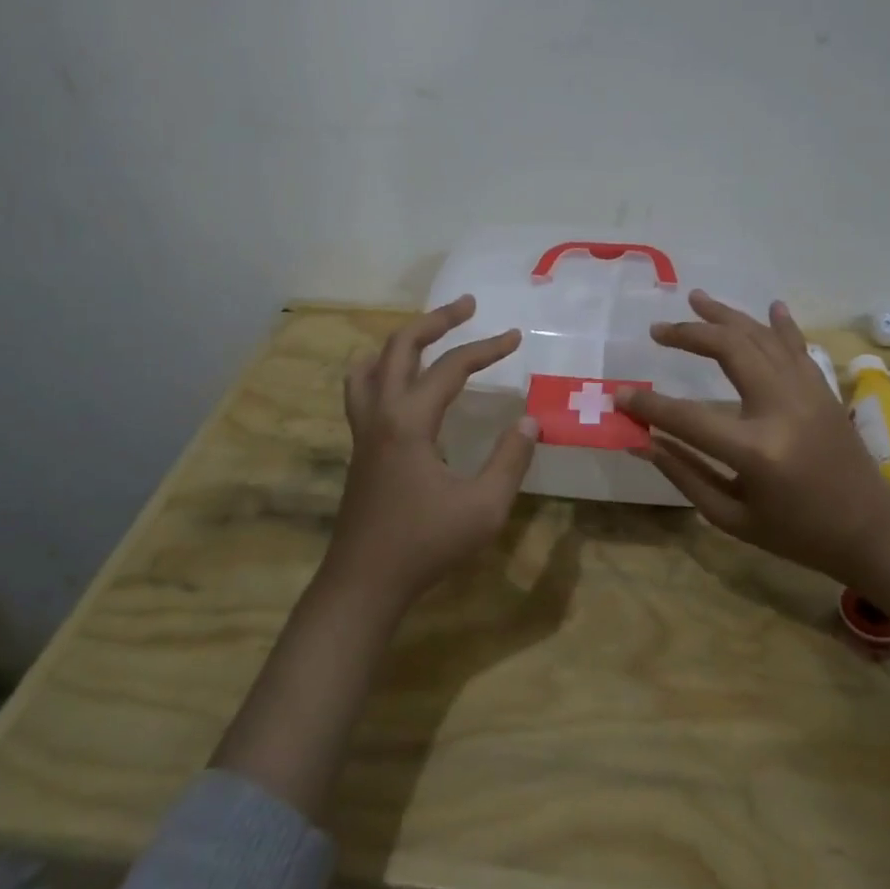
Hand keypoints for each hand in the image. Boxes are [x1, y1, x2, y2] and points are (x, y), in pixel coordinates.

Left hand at [324, 295, 539, 616]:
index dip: (486, 348)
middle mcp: (381, 413)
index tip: (515, 336)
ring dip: (402, 340)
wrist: (364, 582)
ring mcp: (363, 429)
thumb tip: (530, 420)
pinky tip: (401, 384)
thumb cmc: (426, 545)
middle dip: (436, 320)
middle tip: (467, 305)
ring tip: (429, 334)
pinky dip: (382, 368)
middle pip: (400, 346)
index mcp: (409, 421)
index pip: (451, 367)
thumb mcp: (484, 507)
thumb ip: (510, 460)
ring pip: (371, 364)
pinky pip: (362, 389)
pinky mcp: (359, 446)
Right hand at [618, 289, 889, 577]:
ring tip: (695, 298)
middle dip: (689, 334)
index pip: (688, 418)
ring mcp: (807, 392)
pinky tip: (768, 305)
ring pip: (761, 337)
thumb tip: (641, 442)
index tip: (620, 395)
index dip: (649, 406)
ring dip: (725, 315)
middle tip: (657, 330)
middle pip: (729, 350)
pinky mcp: (823, 389)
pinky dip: (780, 324)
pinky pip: (797, 346)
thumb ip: (684, 474)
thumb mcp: (732, 517)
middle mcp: (782, 408)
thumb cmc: (797, 533)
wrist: (871, 530)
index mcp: (756, 449)